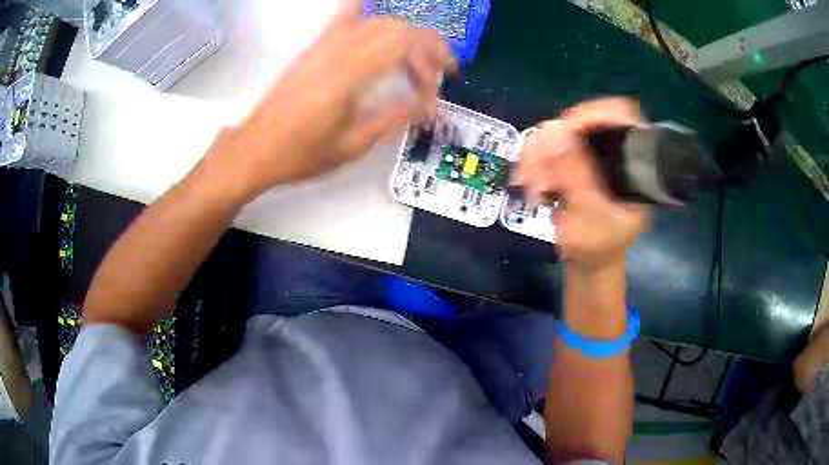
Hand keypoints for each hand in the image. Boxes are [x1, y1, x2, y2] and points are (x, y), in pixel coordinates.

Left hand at [228, 4, 452, 196]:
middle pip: (394, 28)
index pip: (402, 46)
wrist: (255, 148)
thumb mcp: (352, 144)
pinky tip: (370, 5)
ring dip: (404, 32)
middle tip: (439, 70)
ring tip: (417, 54)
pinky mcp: (313, 48)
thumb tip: (430, 105)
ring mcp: (322, 45)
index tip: (440, 85)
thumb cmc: (301, 154)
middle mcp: (337, 51)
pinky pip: (342, 19)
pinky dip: (362, 10)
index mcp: (347, 75)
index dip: (429, 60)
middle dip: (426, 45)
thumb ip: (393, 117)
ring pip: (375, 22)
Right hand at [517, 98, 648, 273]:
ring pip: (561, 133)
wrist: (590, 262)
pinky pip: (550, 148)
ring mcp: (595, 154)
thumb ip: (575, 174)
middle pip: (584, 121)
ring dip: (539, 155)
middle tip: (536, 167)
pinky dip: (536, 162)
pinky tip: (531, 181)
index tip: (565, 130)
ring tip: (531, 183)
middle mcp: (617, 151)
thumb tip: (553, 132)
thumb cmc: (599, 246)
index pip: (621, 115)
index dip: (594, 114)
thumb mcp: (589, 213)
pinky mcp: (576, 160)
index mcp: (636, 163)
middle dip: (554, 141)